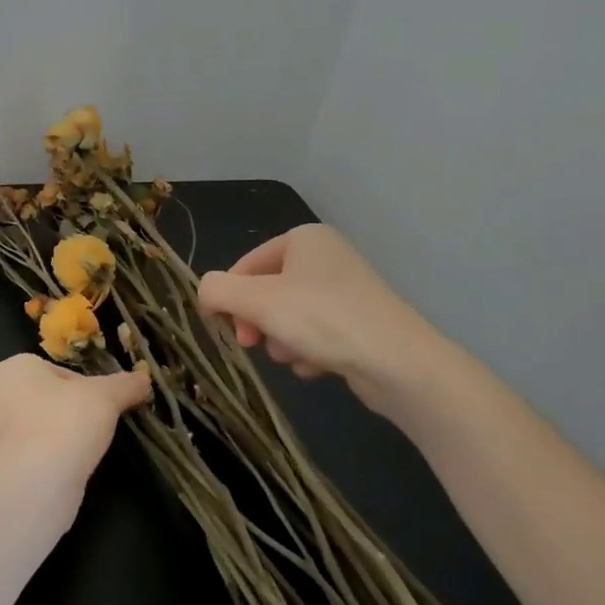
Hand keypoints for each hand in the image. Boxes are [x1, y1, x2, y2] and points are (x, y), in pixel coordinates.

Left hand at [0, 354, 149, 499]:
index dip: (86, 389)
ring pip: (36, 432)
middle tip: (95, 430)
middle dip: (69, 414)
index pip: (58, 372)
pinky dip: (46, 466)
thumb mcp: (106, 397)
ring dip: (57, 441)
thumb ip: (126, 385)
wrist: (31, 487)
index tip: (103, 407)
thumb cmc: (65, 424)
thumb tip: (145, 378)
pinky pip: (27, 460)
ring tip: (82, 456)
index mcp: (14, 369)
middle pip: (45, 401)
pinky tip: (64, 476)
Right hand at [197, 224, 445, 416]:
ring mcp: (346, 290)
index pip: (246, 265)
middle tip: (256, 345)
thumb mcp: (257, 301)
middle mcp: (326, 257)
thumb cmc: (322, 319)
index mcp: (304, 238)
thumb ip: (218, 290)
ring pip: (290, 317)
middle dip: (259, 322)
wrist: (398, 362)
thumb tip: (206, 292)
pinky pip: (317, 334)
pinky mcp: (360, 323)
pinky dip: (309, 351)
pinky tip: (318, 366)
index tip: (229, 330)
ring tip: (296, 356)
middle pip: (268, 292)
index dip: (231, 298)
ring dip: (283, 340)